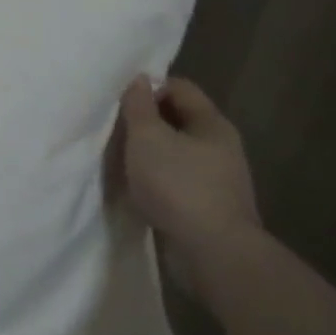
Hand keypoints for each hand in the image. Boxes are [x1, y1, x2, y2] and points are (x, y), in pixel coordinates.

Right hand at [119, 76, 261, 272]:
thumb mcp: (147, 136)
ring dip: (148, 153)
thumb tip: (139, 80)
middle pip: (176, 119)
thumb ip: (139, 105)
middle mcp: (220, 147)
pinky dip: (156, 179)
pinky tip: (136, 187)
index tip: (120, 102)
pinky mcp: (208, 206)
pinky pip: (176, 180)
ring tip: (119, 159)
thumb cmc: (178, 185)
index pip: (179, 87)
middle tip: (115, 129)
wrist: (214, 255)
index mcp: (212, 124)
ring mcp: (217, 179)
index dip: (148, 88)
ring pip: (174, 152)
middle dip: (144, 121)